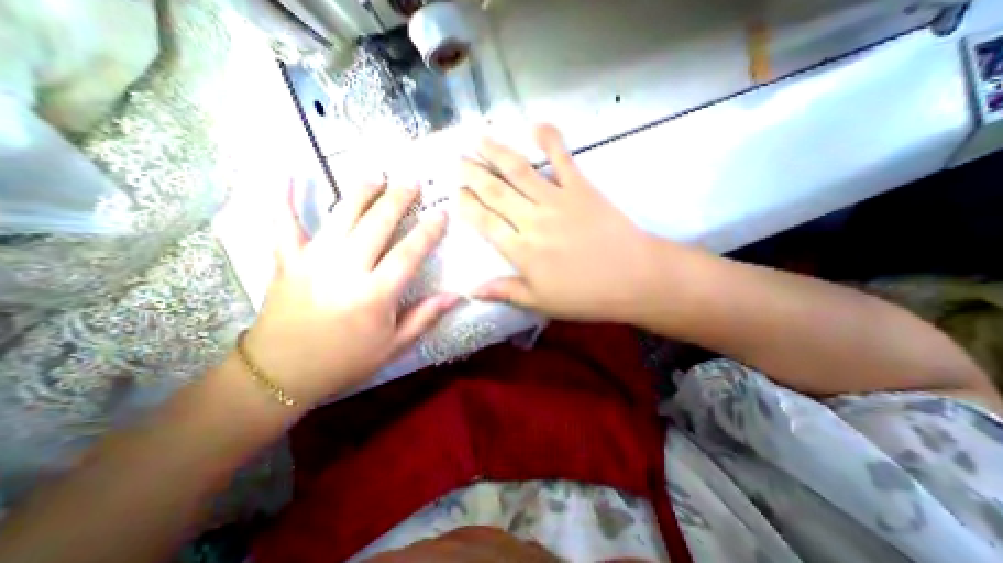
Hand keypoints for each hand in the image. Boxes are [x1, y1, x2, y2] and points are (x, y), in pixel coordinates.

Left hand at [246, 183, 457, 405]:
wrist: (281, 373)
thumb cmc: (346, 360)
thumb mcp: (394, 345)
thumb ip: (425, 316)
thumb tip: (456, 296)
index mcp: (374, 294)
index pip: (409, 254)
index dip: (428, 232)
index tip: (441, 213)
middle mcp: (345, 270)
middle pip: (377, 224)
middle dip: (397, 199)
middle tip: (412, 182)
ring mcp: (312, 261)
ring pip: (341, 216)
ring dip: (361, 192)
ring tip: (376, 176)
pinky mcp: (286, 260)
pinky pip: (284, 224)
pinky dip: (284, 198)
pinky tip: (289, 174)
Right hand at [457, 125, 664, 322]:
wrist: (634, 278)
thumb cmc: (585, 296)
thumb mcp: (540, 302)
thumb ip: (505, 292)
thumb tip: (472, 290)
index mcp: (521, 250)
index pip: (485, 222)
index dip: (467, 206)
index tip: (456, 194)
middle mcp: (532, 220)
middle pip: (495, 191)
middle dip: (473, 174)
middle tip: (458, 160)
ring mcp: (557, 200)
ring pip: (519, 171)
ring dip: (496, 153)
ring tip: (479, 139)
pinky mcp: (581, 187)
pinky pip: (562, 158)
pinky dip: (550, 139)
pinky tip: (537, 125)